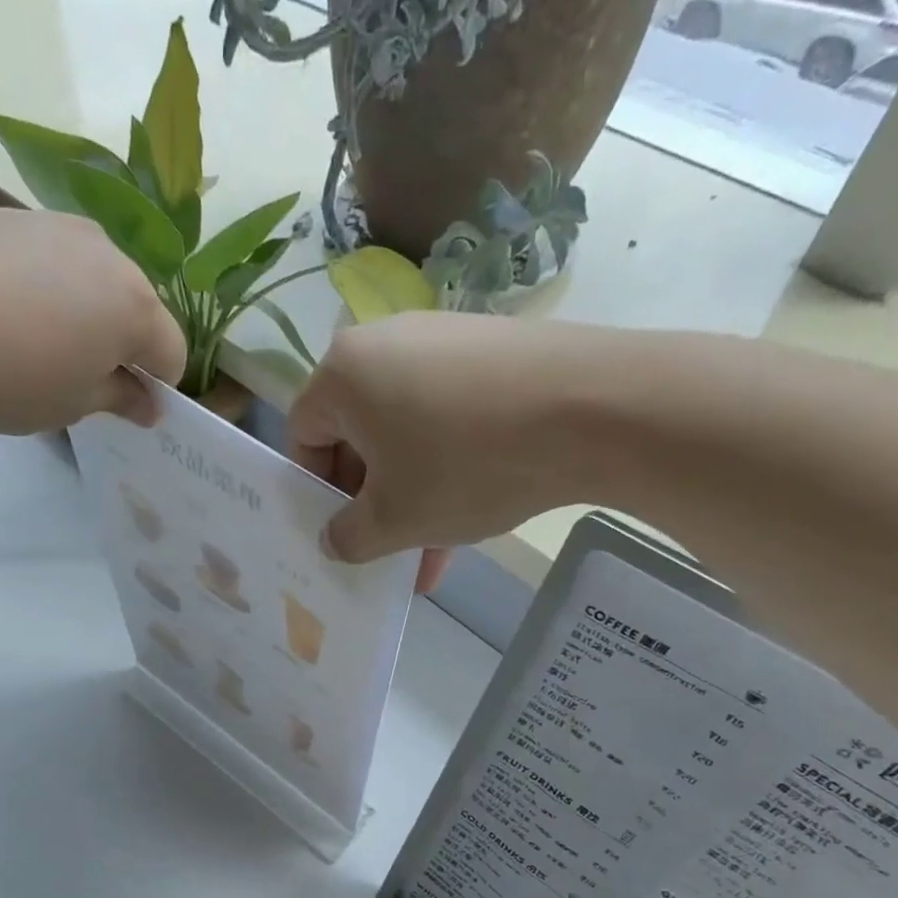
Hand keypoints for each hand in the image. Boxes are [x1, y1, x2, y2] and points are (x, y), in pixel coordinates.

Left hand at [0, 209, 185, 432]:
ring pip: (90, 278)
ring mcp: (54, 225)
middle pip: (135, 307)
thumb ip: (119, 400)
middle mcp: (106, 254)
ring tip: (34, 344)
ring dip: (82, 312)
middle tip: (80, 378)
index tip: (127, 408)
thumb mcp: (72, 405)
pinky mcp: (5, 214)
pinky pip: (44, 258)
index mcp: (134, 306)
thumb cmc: (8, 375)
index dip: (157, 386)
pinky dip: (39, 286)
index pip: (172, 352)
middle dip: (121, 344)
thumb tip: (148, 404)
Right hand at [288, 313, 592, 591]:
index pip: (303, 435)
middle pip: (356, 436)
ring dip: (411, 497)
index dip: (314, 491)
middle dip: (370, 502)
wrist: (594, 409)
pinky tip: (469, 520)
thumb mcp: (395, 519)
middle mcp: (385, 343)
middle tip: (387, 549)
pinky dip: (448, 469)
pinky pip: (448, 419)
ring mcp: (442, 341)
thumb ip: (349, 537)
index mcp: (344, 373)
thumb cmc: (466, 464)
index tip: (341, 531)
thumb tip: (333, 541)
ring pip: (406, 435)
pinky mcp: (489, 352)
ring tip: (431, 556)